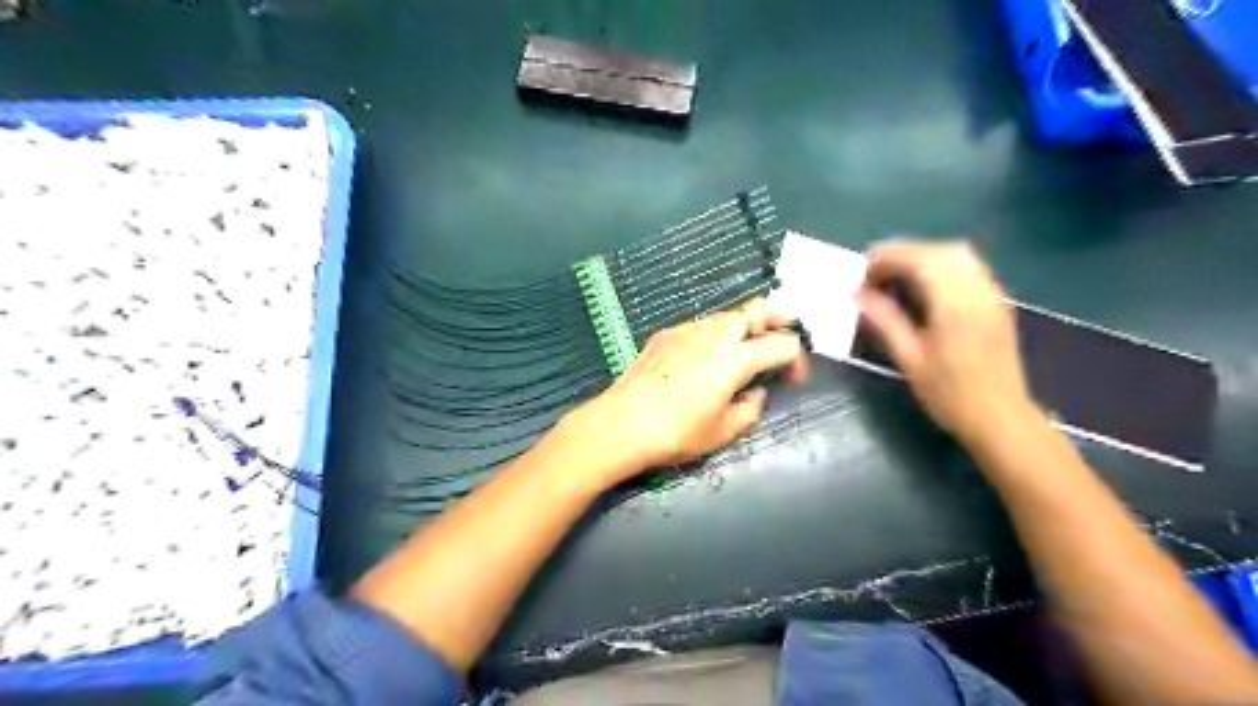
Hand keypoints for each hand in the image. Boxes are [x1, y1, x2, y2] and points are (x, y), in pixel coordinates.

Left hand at [558, 297, 806, 478]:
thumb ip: (750, 410)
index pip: (782, 344)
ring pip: (727, 315)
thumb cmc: (676, 433)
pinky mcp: (665, 335)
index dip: (796, 359)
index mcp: (735, 359)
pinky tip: (709, 354)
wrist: (620, 423)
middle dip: (778, 318)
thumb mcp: (722, 432)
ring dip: (745, 324)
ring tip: (749, 344)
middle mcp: (714, 335)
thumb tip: (756, 394)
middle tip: (786, 330)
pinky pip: (701, 325)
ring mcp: (686, 330)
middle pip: (756, 311)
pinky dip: (717, 333)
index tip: (793, 379)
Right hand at [862, 240, 1036, 443]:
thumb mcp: (909, 359)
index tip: (862, 276)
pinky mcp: (997, 302)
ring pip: (958, 255)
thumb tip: (857, 294)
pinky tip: (924, 288)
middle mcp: (978, 291)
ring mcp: (992, 294)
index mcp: (955, 305)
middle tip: (874, 275)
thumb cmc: (950, 395)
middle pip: (940, 250)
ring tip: (895, 279)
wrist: (1001, 419)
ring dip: (923, 257)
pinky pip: (969, 268)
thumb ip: (885, 320)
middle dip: (903, 254)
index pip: (920, 260)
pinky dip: (941, 266)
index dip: (887, 259)